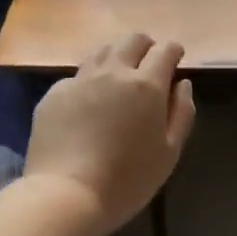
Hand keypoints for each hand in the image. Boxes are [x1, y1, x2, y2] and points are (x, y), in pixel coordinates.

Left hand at [24, 34, 196, 235]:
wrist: (66, 194)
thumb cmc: (128, 179)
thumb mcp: (170, 152)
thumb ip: (182, 112)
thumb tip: (182, 84)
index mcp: (146, 85)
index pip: (165, 50)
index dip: (173, 51)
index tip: (176, 59)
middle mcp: (113, 72)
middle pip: (132, 40)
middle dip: (145, 46)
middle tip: (148, 65)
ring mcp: (80, 80)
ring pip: (102, 52)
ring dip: (116, 58)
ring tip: (118, 80)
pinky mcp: (54, 94)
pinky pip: (77, 77)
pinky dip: (89, 83)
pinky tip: (87, 106)